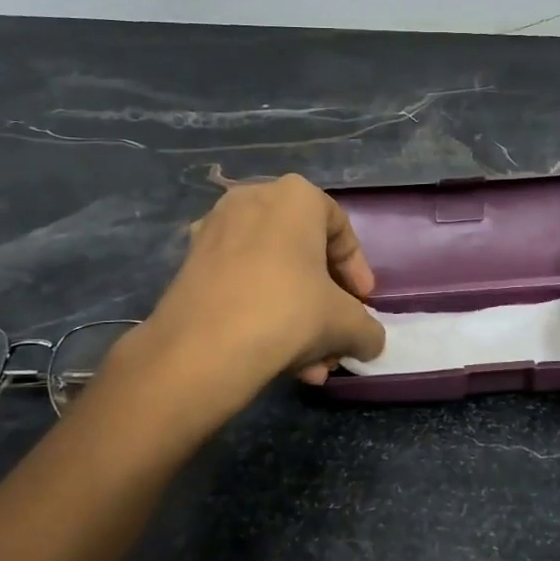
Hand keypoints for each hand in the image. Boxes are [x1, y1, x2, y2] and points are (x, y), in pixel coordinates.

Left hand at [137, 175, 385, 390]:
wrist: (202, 348)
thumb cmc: (288, 312)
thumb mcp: (346, 323)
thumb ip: (367, 329)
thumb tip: (370, 342)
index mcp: (295, 196)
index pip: (340, 229)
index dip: (357, 270)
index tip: (364, 303)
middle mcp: (251, 199)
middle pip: (304, 253)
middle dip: (325, 301)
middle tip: (336, 334)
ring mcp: (214, 230)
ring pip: (272, 273)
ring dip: (297, 317)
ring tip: (311, 364)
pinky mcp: (189, 264)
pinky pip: (241, 284)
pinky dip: (263, 314)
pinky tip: (278, 360)